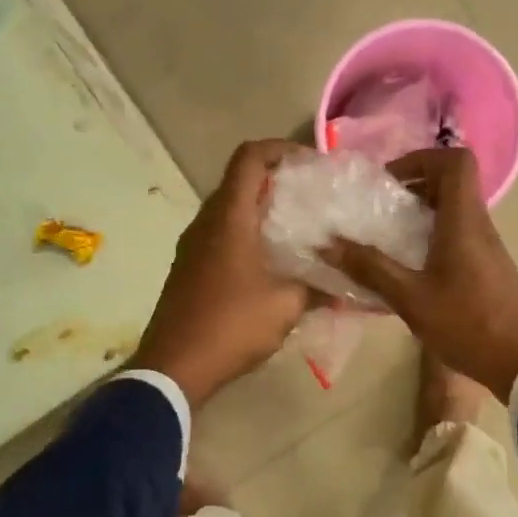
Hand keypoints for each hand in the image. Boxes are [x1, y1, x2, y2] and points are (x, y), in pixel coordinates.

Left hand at [128, 140, 314, 408]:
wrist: (174, 367)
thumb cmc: (231, 326)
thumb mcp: (286, 306)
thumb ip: (317, 287)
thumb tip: (343, 285)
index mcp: (229, 218)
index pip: (249, 158)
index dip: (280, 149)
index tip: (310, 164)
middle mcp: (206, 223)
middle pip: (239, 181)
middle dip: (276, 181)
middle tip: (312, 196)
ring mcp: (193, 246)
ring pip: (229, 210)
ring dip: (261, 210)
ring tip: (298, 228)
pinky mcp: (189, 268)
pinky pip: (221, 235)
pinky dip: (247, 234)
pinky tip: (271, 261)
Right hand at [323, 147, 517, 401]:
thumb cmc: (468, 324)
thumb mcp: (411, 298)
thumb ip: (370, 268)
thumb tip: (328, 244)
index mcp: (463, 221)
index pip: (455, 161)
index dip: (421, 158)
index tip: (390, 181)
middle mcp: (479, 225)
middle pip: (452, 183)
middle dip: (413, 186)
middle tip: (380, 209)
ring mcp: (487, 247)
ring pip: (454, 211)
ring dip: (421, 214)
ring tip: (387, 238)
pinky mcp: (488, 268)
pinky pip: (458, 235)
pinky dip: (432, 237)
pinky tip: (409, 269)